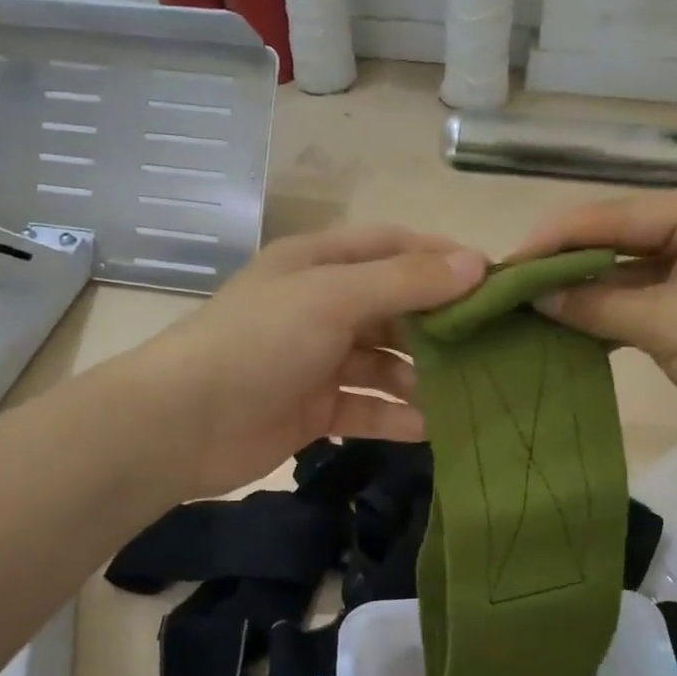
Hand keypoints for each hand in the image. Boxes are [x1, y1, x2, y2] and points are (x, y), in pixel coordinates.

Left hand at [128, 225, 486, 495]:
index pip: (394, 248)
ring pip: (386, 363)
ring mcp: (318, 361)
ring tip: (473, 391)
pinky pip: (368, 407)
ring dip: (423, 377)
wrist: (182, 424)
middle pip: (396, 308)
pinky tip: (435, 427)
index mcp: (319, 264)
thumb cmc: (259, 343)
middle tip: (494, 345)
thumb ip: (406, 281)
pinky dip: (398, 415)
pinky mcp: (316, 409)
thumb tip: (477, 263)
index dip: (443, 259)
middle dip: (441, 326)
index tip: (494, 282)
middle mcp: (322, 307)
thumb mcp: (334, 298)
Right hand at [511, 179, 676, 454]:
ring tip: (528, 303)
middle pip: (621, 238)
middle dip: (567, 263)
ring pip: (630, 270)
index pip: (618, 215)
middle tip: (510, 282)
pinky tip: (568, 323)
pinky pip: (645, 296)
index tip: (507, 260)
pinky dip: (610, 311)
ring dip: (585, 290)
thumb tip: (534, 296)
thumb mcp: (669, 326)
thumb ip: (597, 305)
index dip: (557, 237)